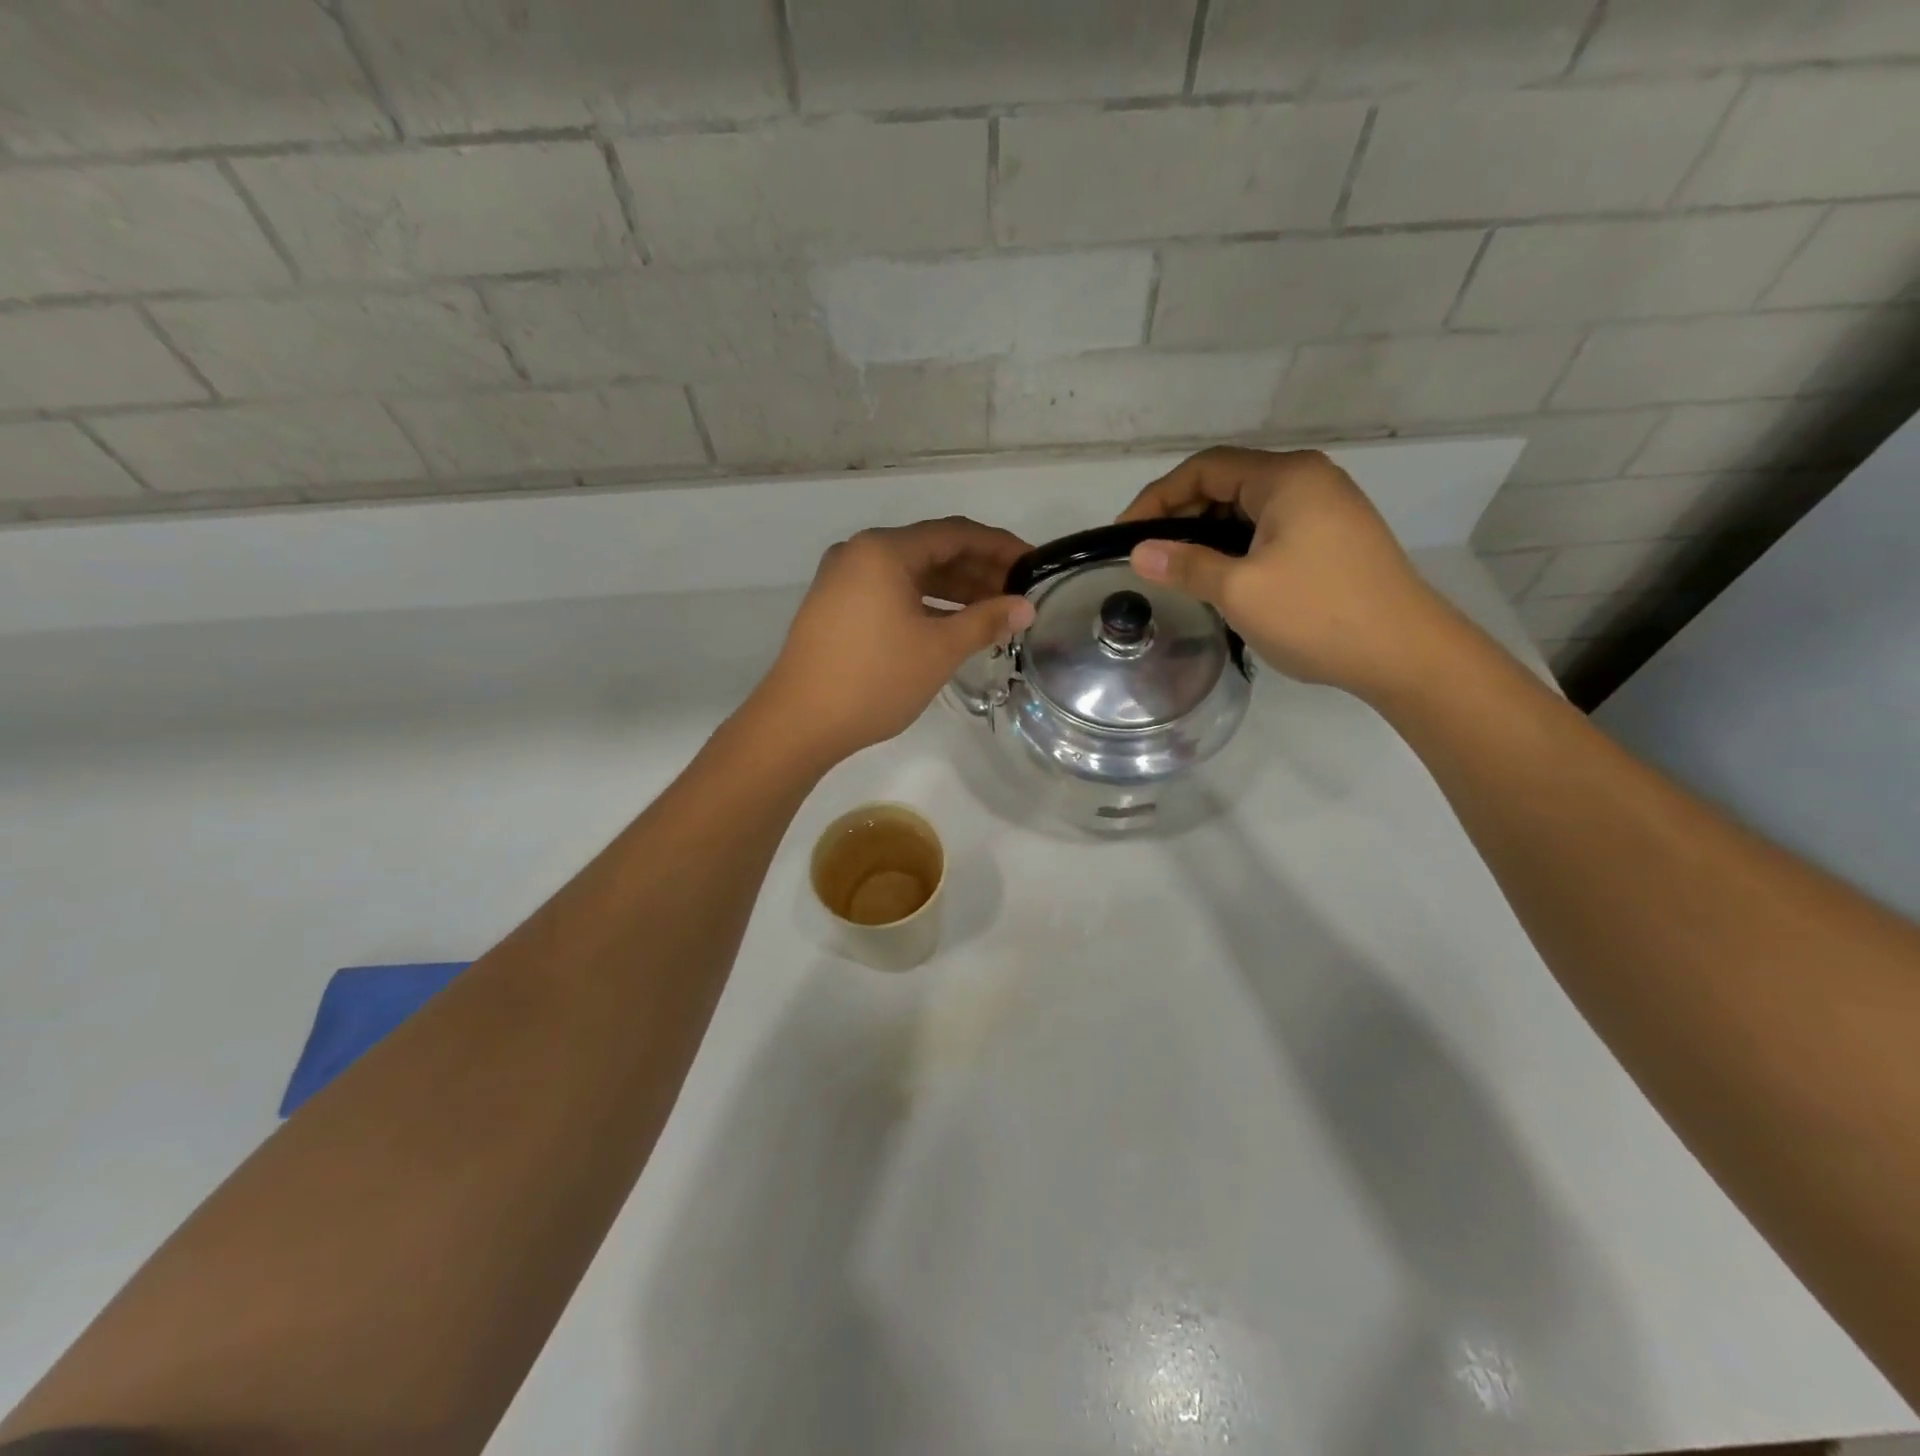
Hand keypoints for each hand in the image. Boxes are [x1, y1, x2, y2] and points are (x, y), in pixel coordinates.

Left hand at [756, 517, 1035, 765]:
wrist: (798, 722)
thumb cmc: (874, 680)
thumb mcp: (938, 650)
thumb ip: (986, 621)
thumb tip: (1026, 607)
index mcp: (884, 550)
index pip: (956, 534)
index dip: (1000, 547)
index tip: (1034, 565)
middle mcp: (860, 553)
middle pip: (932, 550)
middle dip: (978, 570)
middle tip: (1018, 593)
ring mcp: (842, 579)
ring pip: (910, 574)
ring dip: (953, 588)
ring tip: (993, 611)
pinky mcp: (835, 605)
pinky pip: (890, 592)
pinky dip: (924, 603)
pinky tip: (952, 624)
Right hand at [1118, 447, 1451, 698]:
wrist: (1405, 653)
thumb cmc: (1317, 614)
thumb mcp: (1240, 590)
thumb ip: (1185, 565)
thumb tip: (1139, 552)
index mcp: (1286, 477)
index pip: (1205, 468)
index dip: (1157, 497)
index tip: (1125, 535)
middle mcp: (1309, 480)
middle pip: (1228, 483)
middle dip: (1181, 515)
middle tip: (1148, 557)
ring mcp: (1327, 508)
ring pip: (1249, 509)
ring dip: (1208, 534)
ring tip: (1177, 570)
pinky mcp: (1334, 538)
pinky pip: (1270, 529)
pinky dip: (1237, 546)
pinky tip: (1221, 578)